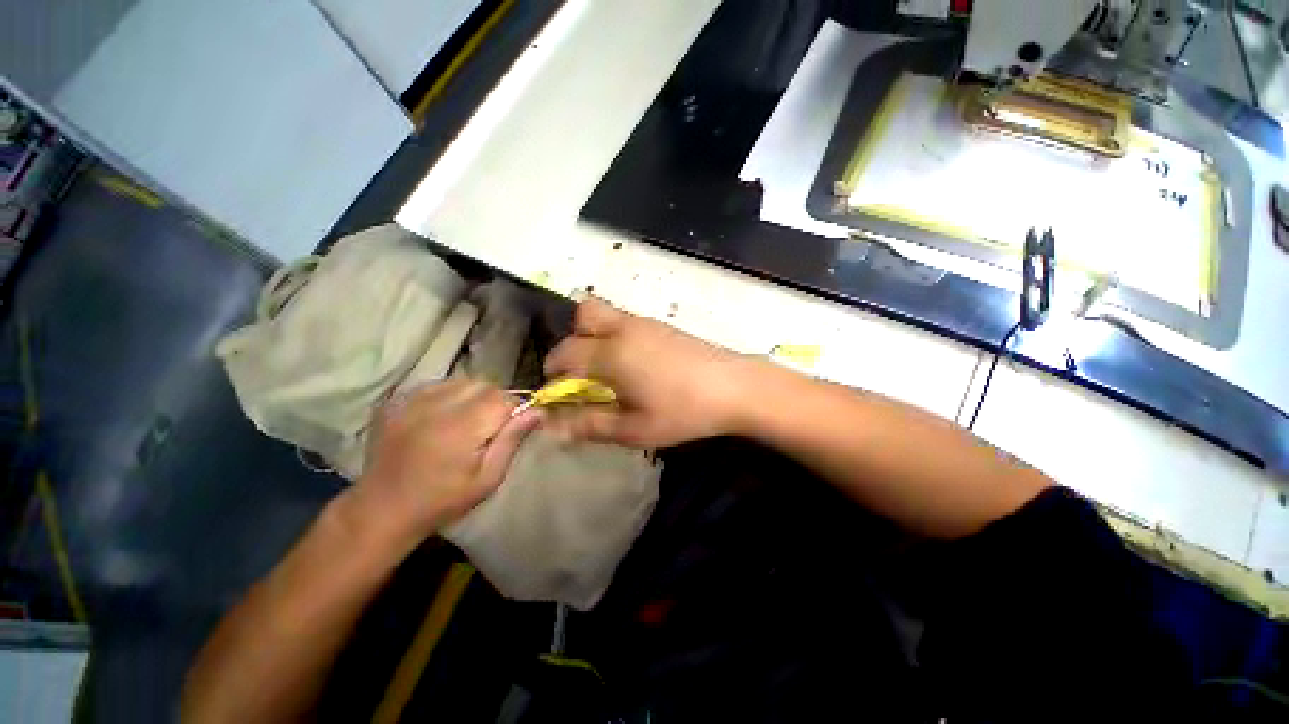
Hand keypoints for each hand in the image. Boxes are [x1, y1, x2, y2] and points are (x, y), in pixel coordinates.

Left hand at [346, 379, 540, 547]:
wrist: (382, 509)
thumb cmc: (442, 500)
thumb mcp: (487, 478)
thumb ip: (512, 440)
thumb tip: (538, 411)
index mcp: (461, 428)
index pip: (503, 398)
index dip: (513, 410)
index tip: (509, 428)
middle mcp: (436, 407)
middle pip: (483, 385)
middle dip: (494, 401)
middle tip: (488, 427)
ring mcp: (412, 401)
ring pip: (461, 380)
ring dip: (472, 395)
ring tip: (465, 420)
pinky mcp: (396, 401)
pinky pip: (436, 384)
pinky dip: (448, 394)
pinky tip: (443, 416)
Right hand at [542, 299, 753, 447]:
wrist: (734, 387)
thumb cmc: (682, 412)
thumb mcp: (634, 429)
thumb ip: (590, 425)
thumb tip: (552, 426)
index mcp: (611, 354)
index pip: (564, 355)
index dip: (554, 377)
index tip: (561, 398)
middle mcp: (622, 329)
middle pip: (581, 317)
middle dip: (571, 344)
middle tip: (584, 375)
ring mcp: (644, 322)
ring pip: (604, 315)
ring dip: (593, 338)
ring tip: (609, 372)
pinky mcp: (660, 325)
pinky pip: (624, 321)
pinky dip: (614, 337)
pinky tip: (634, 365)